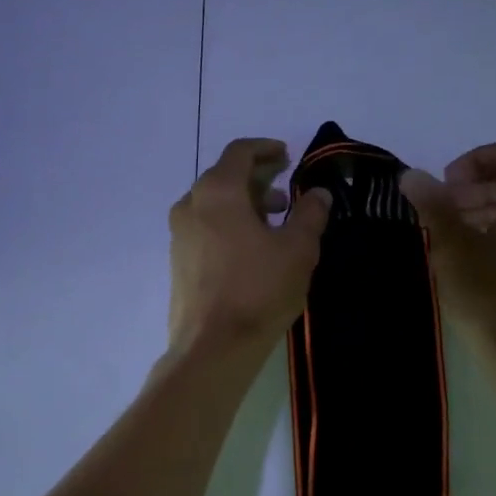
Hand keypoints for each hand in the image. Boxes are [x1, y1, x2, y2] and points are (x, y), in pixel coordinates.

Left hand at [169, 138, 332, 358]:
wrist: (212, 346)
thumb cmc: (258, 290)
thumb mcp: (298, 250)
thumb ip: (310, 214)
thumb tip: (318, 193)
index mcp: (217, 192)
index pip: (240, 152)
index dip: (266, 149)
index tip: (287, 156)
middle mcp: (190, 205)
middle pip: (224, 176)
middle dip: (257, 179)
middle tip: (286, 192)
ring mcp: (179, 234)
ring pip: (213, 204)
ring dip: (244, 204)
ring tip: (274, 223)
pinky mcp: (177, 261)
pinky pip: (205, 227)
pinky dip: (228, 224)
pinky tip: (251, 248)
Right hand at [400, 141, 495, 356]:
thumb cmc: (489, 295)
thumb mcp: (452, 246)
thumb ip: (432, 204)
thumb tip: (412, 176)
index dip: (473, 161)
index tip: (445, 185)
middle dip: (476, 188)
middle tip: (442, 210)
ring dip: (486, 210)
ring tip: (452, 234)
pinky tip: (473, 258)